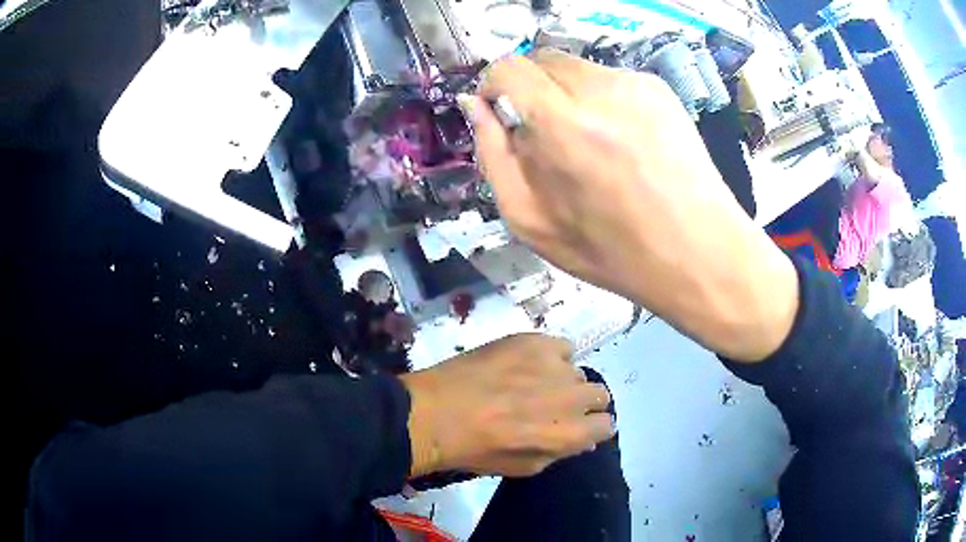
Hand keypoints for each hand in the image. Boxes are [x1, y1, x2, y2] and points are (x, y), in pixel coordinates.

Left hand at [399, 334, 612, 477]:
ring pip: (578, 372)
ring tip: (535, 385)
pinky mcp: (533, 341)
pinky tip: (529, 365)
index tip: (578, 427)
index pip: (606, 425)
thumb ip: (559, 452)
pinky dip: (552, 357)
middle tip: (555, 406)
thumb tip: (582, 439)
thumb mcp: (521, 467)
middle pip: (599, 395)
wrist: (432, 413)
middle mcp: (568, 397)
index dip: (592, 428)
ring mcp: (551, 365)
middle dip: (583, 404)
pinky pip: (562, 346)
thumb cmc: (473, 449)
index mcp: (566, 434)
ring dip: (564, 381)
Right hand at [460, 49, 798, 361]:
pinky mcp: (661, 89)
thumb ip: (493, 156)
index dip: (495, 86)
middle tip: (545, 132)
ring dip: (566, 93)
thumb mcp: (531, 221)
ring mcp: (637, 85)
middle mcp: (601, 90)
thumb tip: (476, 106)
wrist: (698, 253)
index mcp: (564, 125)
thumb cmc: (612, 252)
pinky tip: (621, 139)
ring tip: (589, 141)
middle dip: (531, 89)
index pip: (508, 69)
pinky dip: (601, 99)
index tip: (501, 113)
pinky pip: (612, 79)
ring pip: (577, 68)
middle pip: (542, 60)